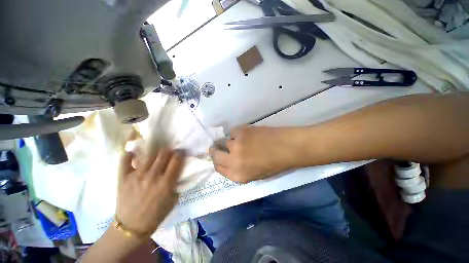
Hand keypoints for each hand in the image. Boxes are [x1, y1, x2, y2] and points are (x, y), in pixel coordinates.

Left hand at [115, 148, 184, 235]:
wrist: (132, 227)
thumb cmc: (156, 214)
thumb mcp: (173, 199)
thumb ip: (177, 182)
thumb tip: (178, 170)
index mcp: (166, 183)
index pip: (176, 160)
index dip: (180, 153)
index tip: (181, 152)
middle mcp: (152, 177)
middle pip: (164, 154)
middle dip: (169, 151)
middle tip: (170, 153)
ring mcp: (136, 176)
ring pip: (149, 155)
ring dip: (156, 152)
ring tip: (157, 154)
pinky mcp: (123, 178)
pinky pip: (125, 161)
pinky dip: (129, 155)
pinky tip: (134, 153)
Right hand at [209, 125, 299, 182]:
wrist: (287, 147)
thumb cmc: (274, 164)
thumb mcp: (255, 174)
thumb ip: (238, 169)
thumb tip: (228, 160)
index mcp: (238, 175)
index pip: (218, 168)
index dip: (217, 161)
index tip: (218, 157)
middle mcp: (234, 161)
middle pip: (215, 154)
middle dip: (215, 151)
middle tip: (217, 147)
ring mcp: (236, 145)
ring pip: (226, 141)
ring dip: (232, 142)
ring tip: (244, 141)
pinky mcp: (241, 131)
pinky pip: (233, 132)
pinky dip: (238, 133)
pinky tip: (248, 134)